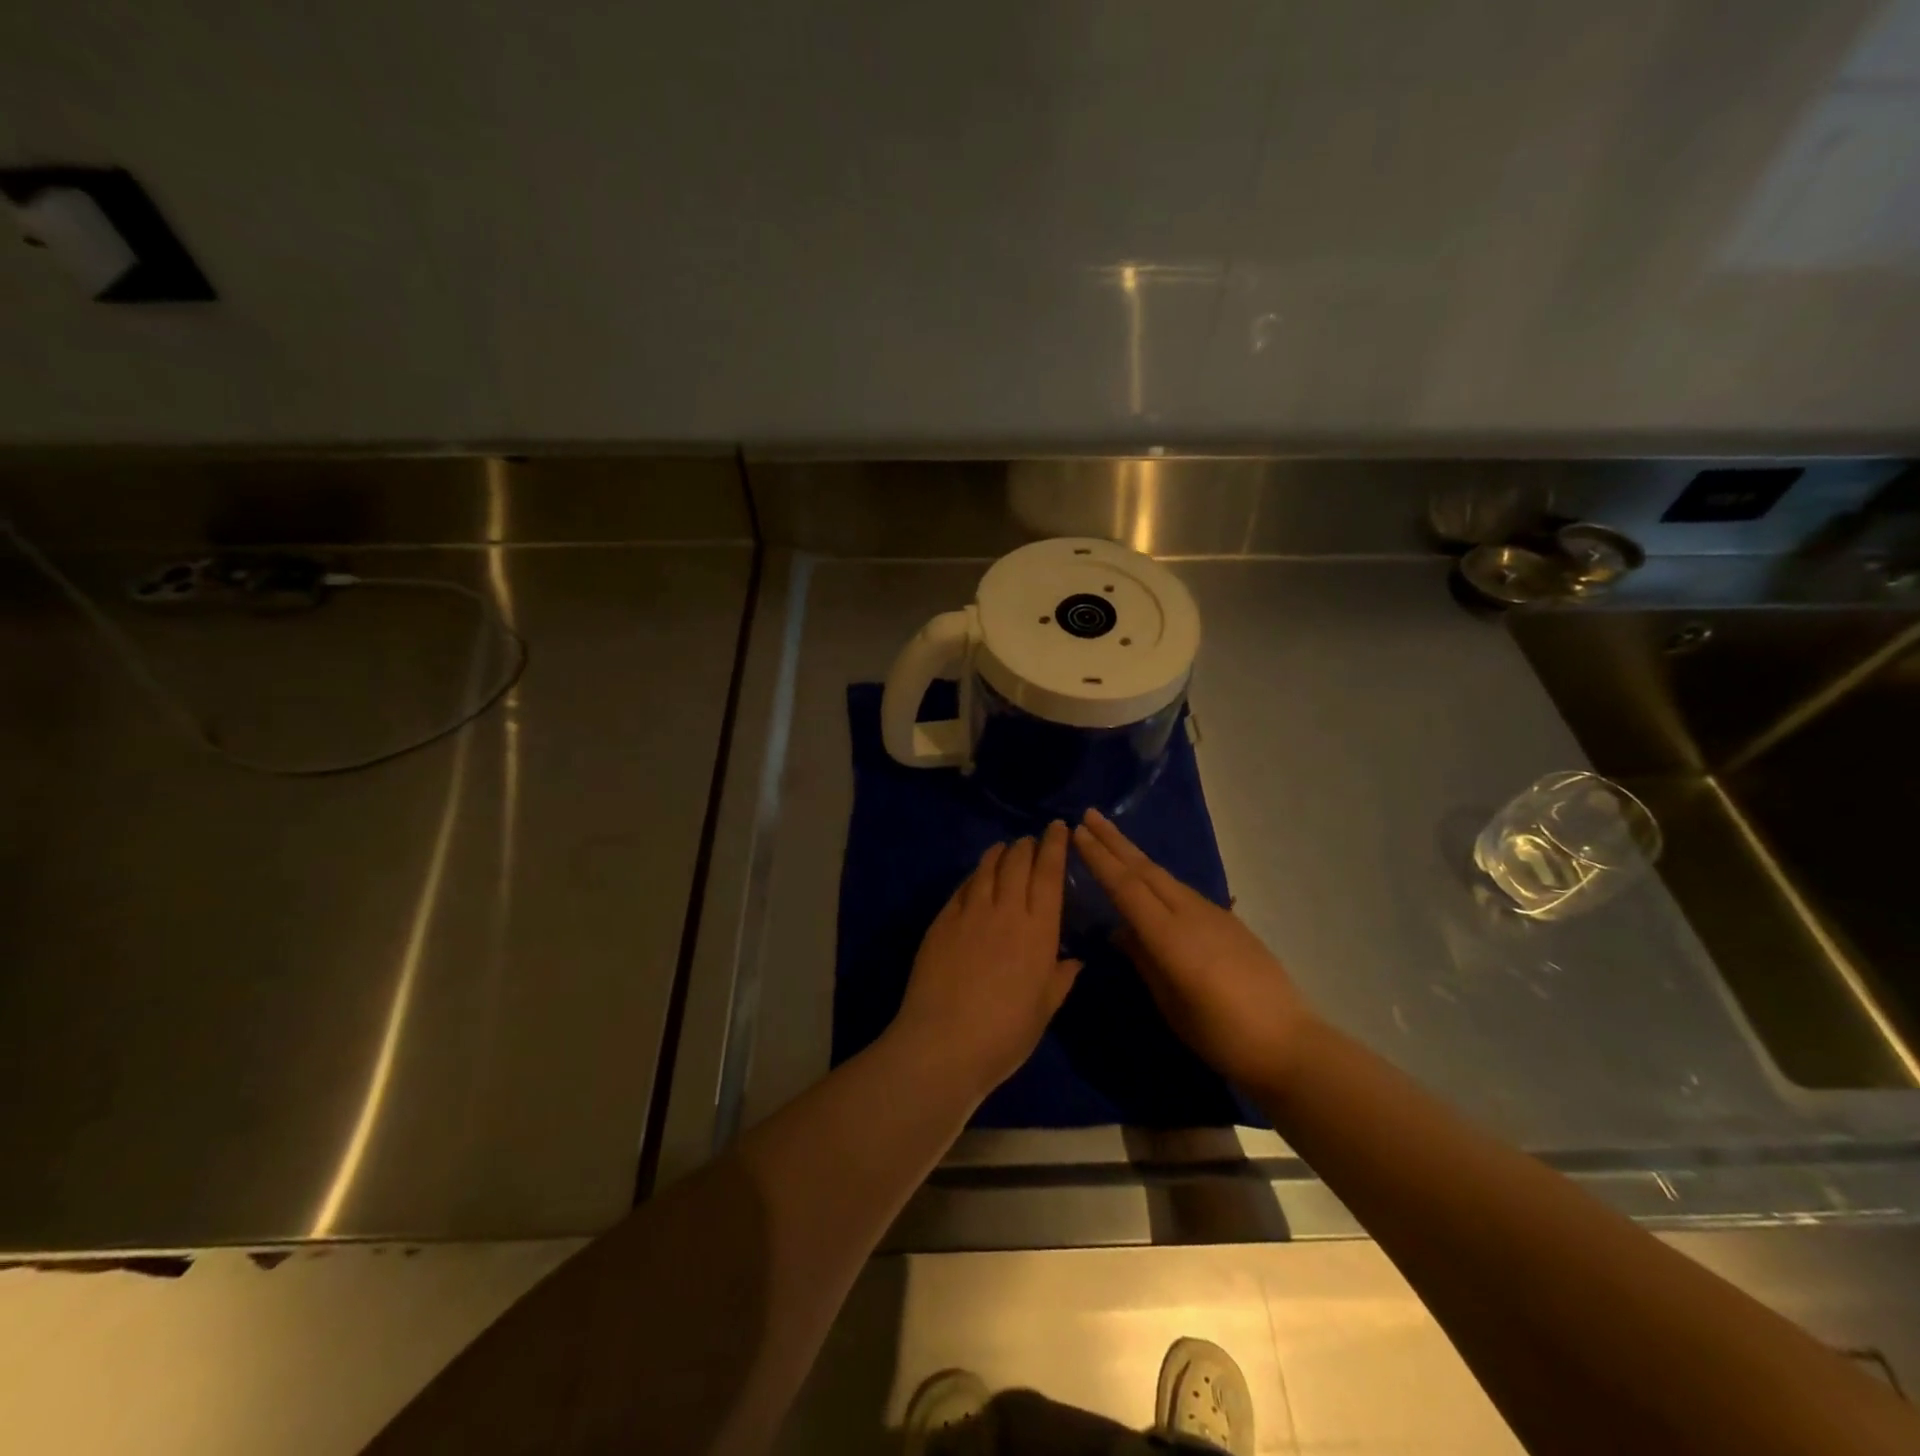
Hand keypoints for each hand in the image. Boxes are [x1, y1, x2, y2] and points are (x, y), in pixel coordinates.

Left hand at [892, 822, 1082, 1100]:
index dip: (1055, 845)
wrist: (943, 1043)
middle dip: (1027, 845)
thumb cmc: (1005, 1034)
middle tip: (1031, 840)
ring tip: (1004, 849)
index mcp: (1039, 930)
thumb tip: (1074, 961)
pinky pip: (963, 887)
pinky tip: (976, 878)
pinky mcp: (942, 920)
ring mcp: (970, 912)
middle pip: (1018, 862)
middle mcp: (1006, 910)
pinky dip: (974, 876)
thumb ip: (1060, 979)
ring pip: (987, 868)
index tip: (1058, 828)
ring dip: (999, 854)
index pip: (1049, 873)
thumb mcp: (1044, 1010)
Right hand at [1073, 808, 1312, 1094]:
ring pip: (1165, 876)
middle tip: (1089, 815)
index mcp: (1170, 936)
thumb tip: (1121, 931)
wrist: (1288, 1043)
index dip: (1100, 858)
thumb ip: (1144, 960)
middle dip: (1114, 841)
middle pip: (1145, 870)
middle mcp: (1190, 914)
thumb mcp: (1170, 1003)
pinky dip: (1157, 877)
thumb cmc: (1220, 1034)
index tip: (1078, 832)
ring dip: (1135, 855)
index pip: (1125, 887)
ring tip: (1111, 839)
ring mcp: (1213, 914)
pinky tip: (1149, 880)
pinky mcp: (1228, 921)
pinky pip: (1182, 891)